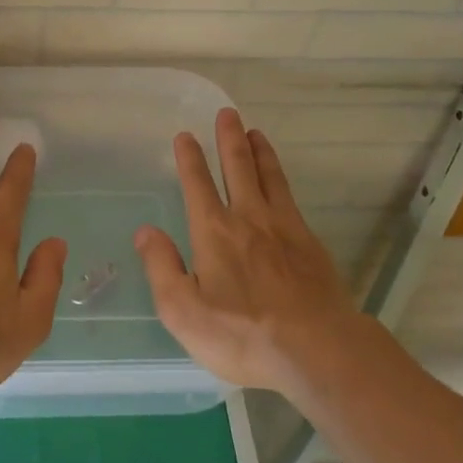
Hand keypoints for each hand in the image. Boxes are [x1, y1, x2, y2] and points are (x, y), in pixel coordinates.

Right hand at [136, 108, 354, 393]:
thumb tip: (144, 231)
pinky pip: (290, 197)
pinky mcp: (310, 243)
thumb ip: (161, 267)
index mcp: (214, 232)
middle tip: (227, 113)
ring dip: (259, 151)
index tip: (186, 136)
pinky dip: (281, 178)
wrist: (317, 349)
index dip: (190, 159)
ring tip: (255, 131)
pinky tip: (281, 181)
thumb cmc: (243, 335)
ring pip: (269, 177)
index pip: (198, 184)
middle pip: (238, 168)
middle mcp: (248, 219)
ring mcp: (284, 228)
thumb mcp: (183, 311)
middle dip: (229, 139)